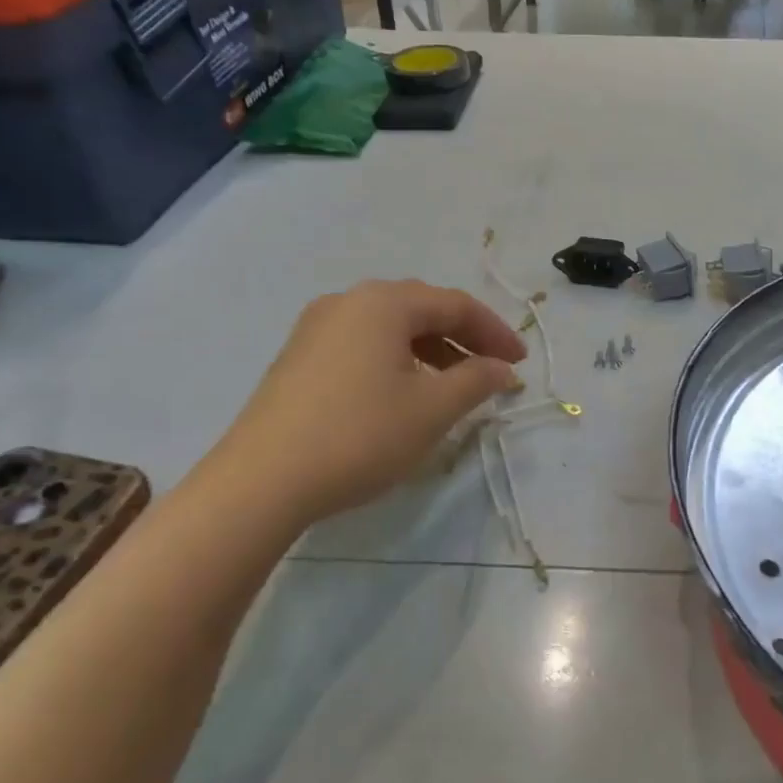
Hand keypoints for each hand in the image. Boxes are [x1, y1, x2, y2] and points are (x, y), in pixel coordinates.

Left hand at [191, 280, 525, 530]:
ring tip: (454, 386)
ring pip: (390, 328)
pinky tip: (404, 394)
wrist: (262, 480)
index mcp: (383, 302)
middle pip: (421, 309)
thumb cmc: (360, 435)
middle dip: (464, 338)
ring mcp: (316, 328)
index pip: (455, 304)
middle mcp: (348, 302)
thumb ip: (476, 381)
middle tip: (493, 370)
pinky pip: (363, 345)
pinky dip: (397, 361)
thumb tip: (503, 369)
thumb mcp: (431, 410)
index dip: (495, 331)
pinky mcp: (299, 357)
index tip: (521, 363)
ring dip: (431, 351)